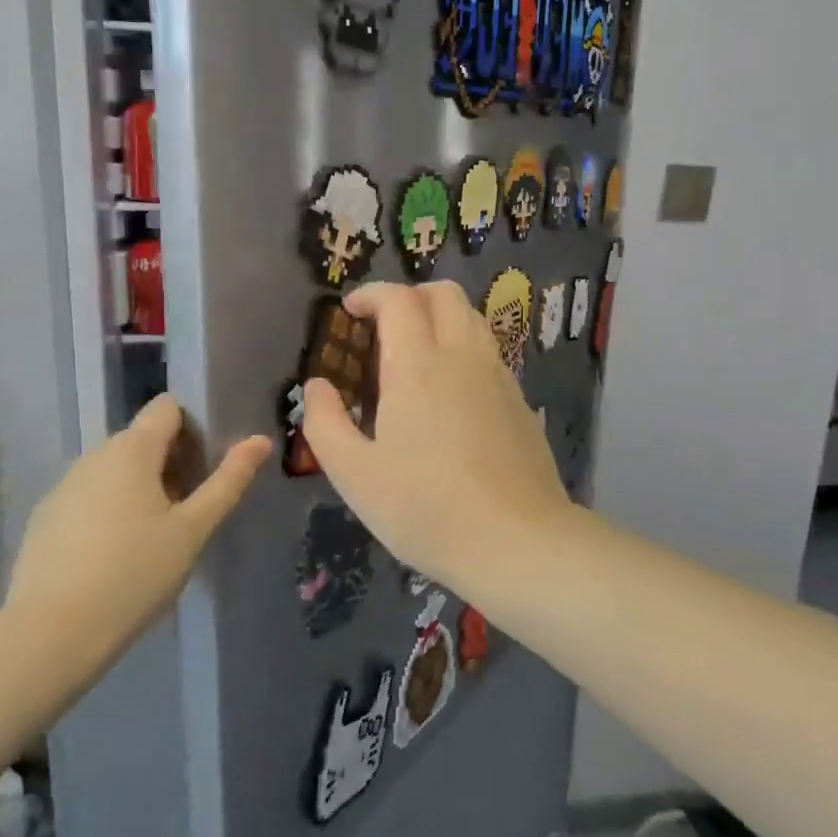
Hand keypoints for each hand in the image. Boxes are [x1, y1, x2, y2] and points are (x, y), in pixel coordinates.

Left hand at [8, 393, 270, 653]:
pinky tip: (117, 555)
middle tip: (192, 509)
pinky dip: (110, 510)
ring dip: (141, 488)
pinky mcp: (45, 517)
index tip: (208, 465)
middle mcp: (94, 455)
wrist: (52, 633)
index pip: (168, 407)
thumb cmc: (135, 573)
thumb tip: (260, 440)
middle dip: (172, 462)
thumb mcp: (193, 530)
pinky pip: (89, 497)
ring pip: (115, 470)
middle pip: (142, 439)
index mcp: (132, 448)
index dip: (194, 426)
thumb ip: (228, 481)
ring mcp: (64, 485)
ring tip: (157, 536)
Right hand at [302, 282, 568, 584]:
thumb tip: (317, 386)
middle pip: (444, 294)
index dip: (371, 294)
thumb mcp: (354, 474)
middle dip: (410, 295)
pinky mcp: (520, 402)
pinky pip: (489, 353)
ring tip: (416, 355)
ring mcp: (499, 377)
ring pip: (473, 319)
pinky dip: (464, 349)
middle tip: (384, 326)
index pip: (398, 299)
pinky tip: (451, 394)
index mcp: (418, 365)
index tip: (350, 311)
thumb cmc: (425, 508)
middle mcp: (463, 356)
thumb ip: (324, 422)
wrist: (516, 542)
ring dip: (441, 318)